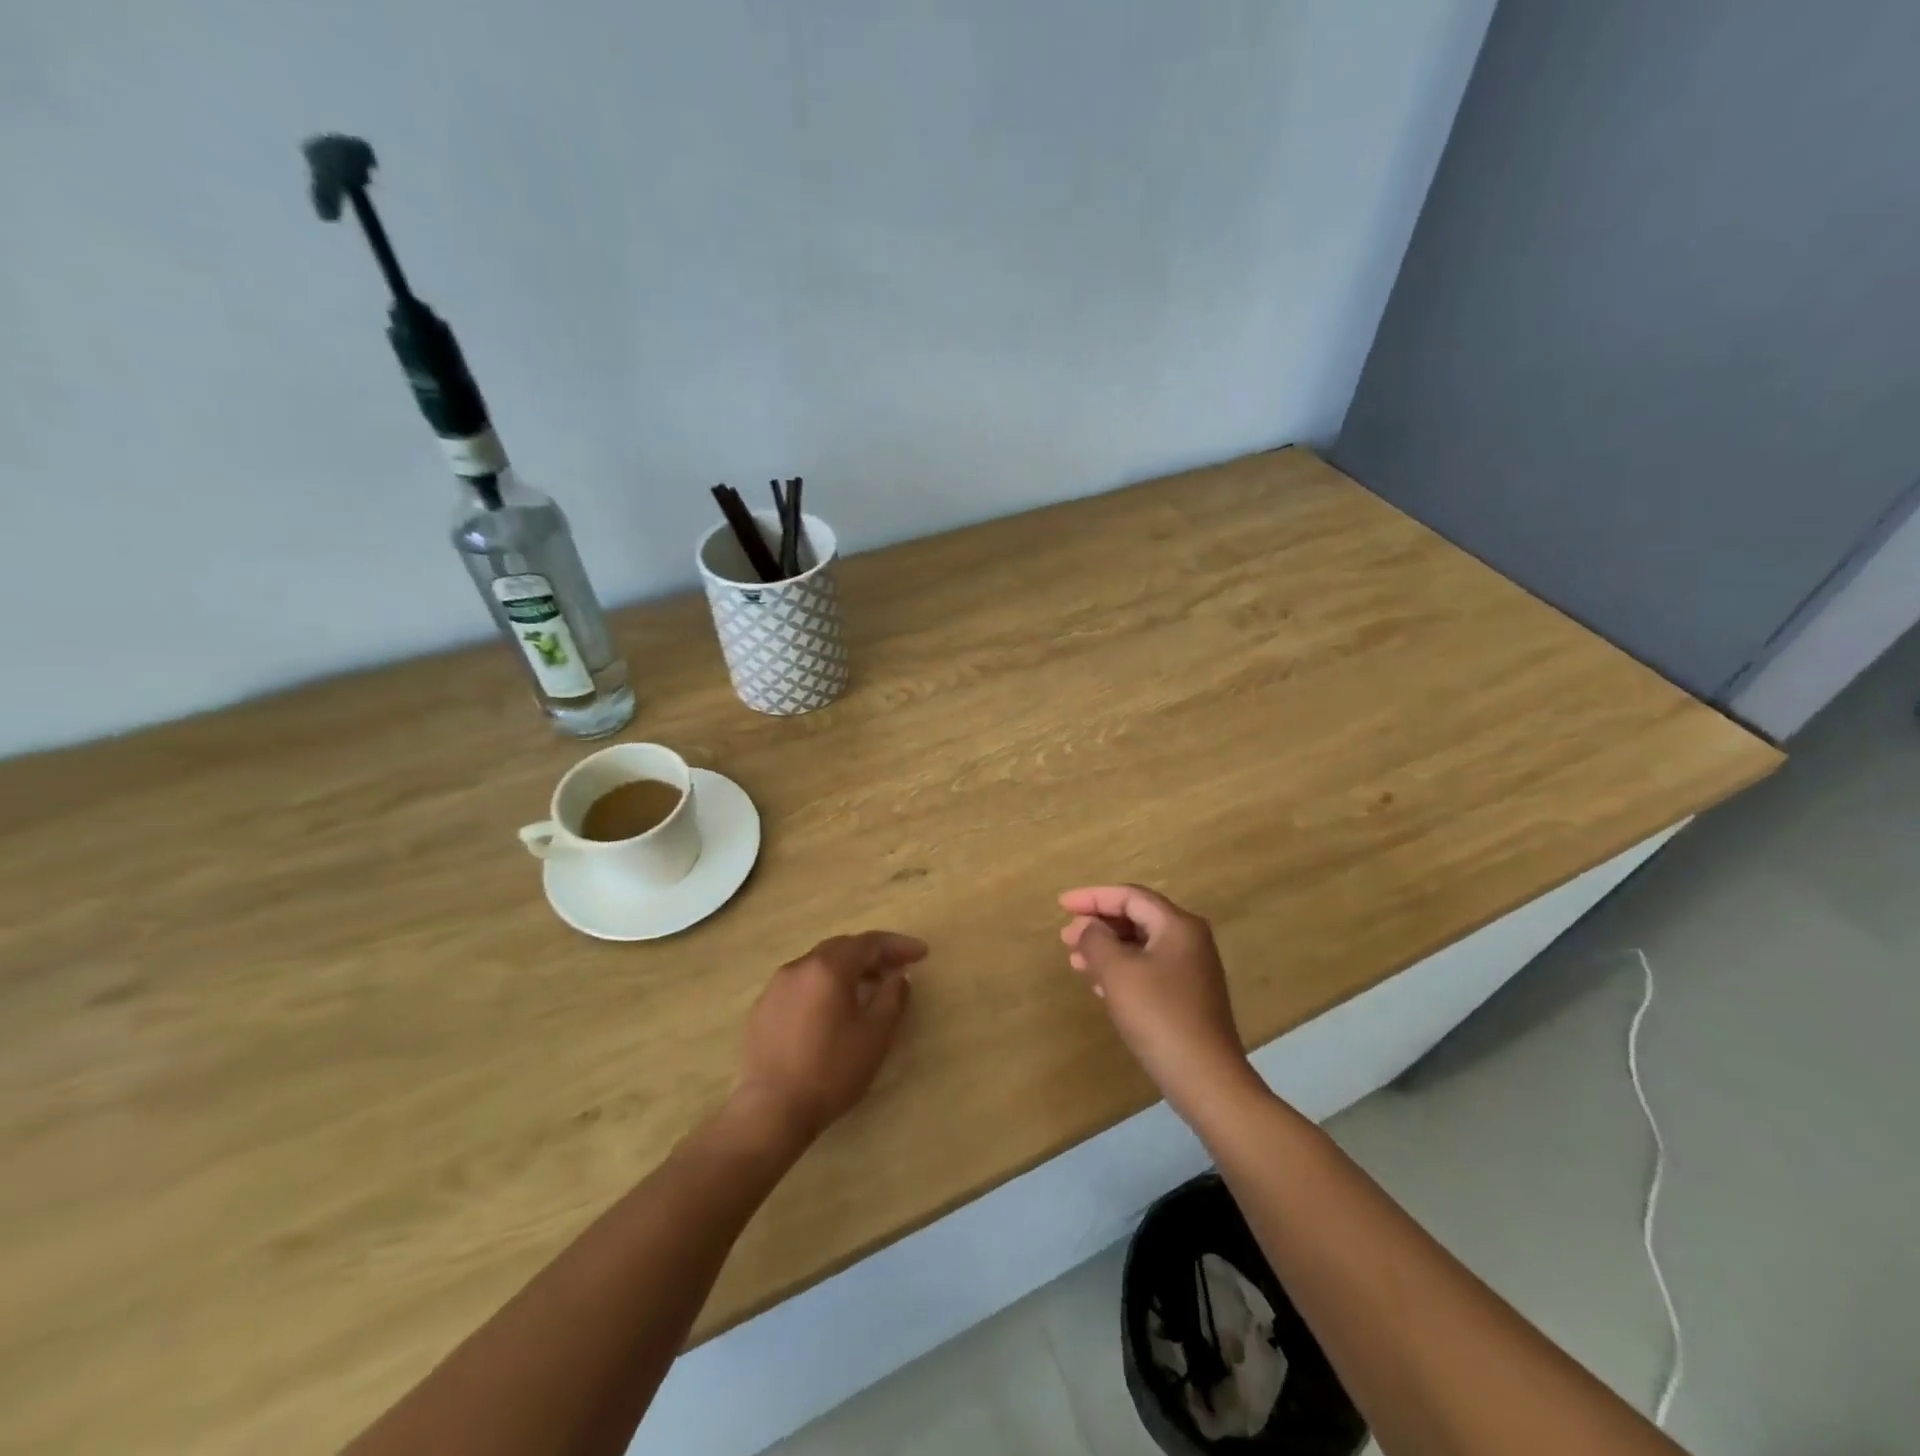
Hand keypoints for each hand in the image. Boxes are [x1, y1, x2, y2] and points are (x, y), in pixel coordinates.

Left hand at [733, 931, 926, 1142]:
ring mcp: (776, 986)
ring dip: (847, 969)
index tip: (922, 953)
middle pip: (842, 948)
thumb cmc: (831, 1071)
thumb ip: (892, 998)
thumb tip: (898, 976)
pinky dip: (823, 986)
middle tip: (896, 968)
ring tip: (867, 988)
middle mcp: (799, 967)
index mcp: (828, 968)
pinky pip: (801, 984)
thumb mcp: (875, 1035)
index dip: (898, 945)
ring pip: (819, 965)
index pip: (869, 943)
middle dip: (872, 954)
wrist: (771, 1111)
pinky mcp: (762, 1008)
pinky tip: (831, 1010)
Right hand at [1058, 885, 1255, 1117]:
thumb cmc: (1158, 1015)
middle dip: (1098, 924)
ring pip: (1141, 946)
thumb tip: (1088, 928)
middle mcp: (1189, 940)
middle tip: (1065, 937)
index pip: (1129, 897)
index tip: (1061, 905)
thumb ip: (1096, 940)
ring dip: (1106, 949)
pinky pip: (1148, 969)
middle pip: (1137, 918)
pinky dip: (1121, 970)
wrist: (1205, 1078)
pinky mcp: (1188, 997)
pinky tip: (1100, 986)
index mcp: (1177, 925)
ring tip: (1075, 961)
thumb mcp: (1117, 972)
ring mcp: (1192, 970)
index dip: (1092, 897)